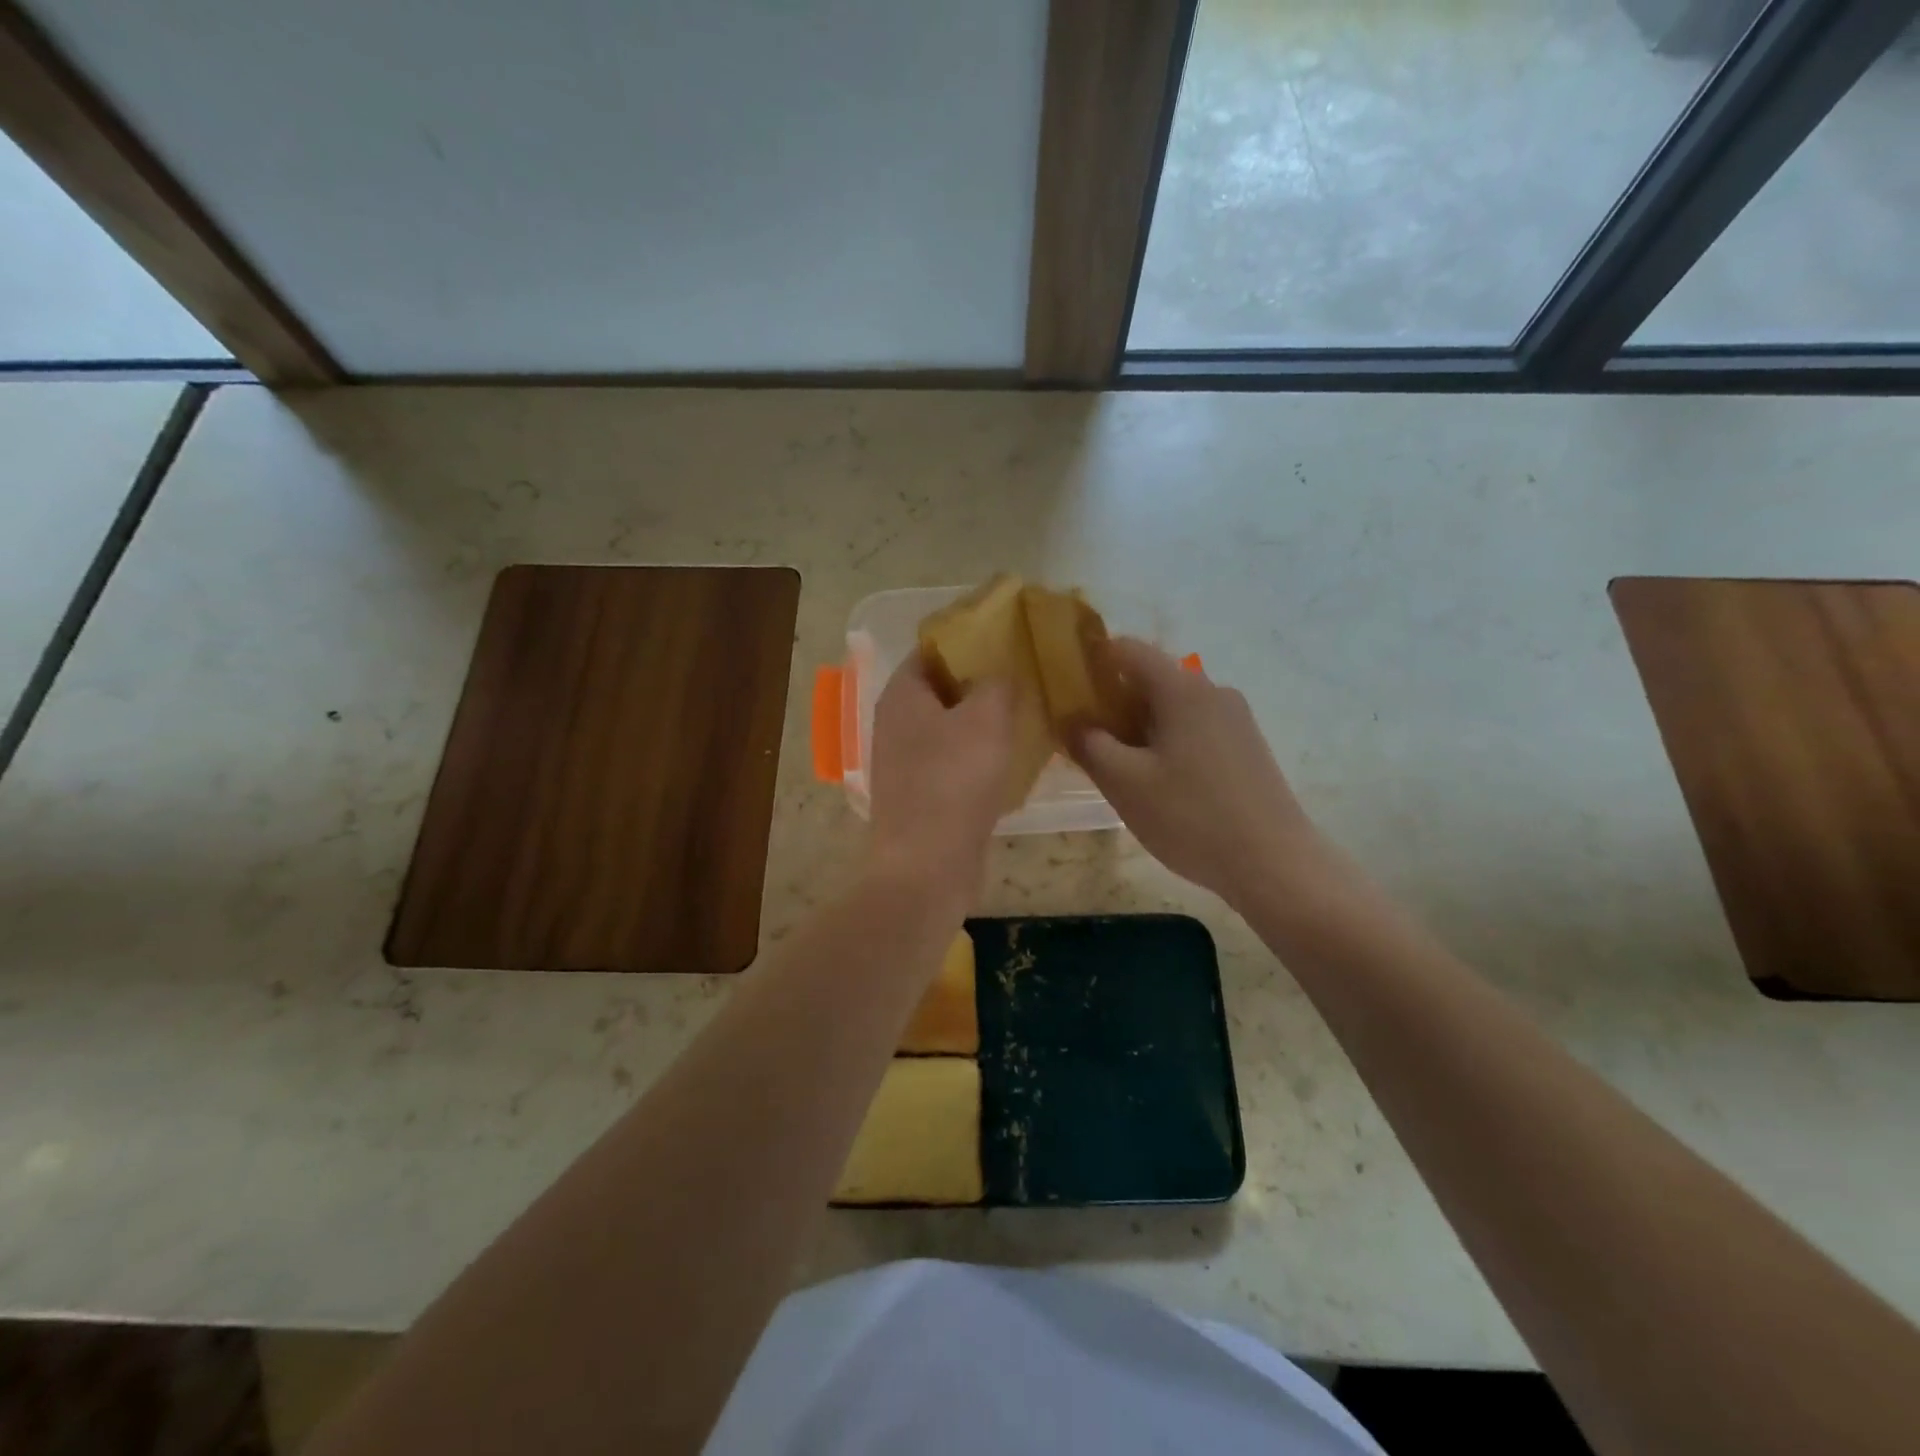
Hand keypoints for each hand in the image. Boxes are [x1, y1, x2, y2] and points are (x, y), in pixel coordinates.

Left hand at [866, 653, 1013, 918]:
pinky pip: (955, 760)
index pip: (934, 648)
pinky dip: (981, 753)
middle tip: (1027, 673)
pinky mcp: (923, 793)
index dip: (971, 637)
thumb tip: (1002, 670)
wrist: (927, 866)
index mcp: (903, 694)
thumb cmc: (954, 781)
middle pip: (944, 687)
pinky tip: (1015, 755)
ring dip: (986, 719)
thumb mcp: (986, 718)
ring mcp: (908, 761)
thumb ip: (997, 682)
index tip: (1011, 635)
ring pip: (952, 725)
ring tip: (1029, 709)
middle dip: (983, 679)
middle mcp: (898, 723)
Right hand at [1072, 639, 1348, 912]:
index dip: (1093, 661)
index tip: (1068, 689)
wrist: (1275, 864)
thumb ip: (1089, 744)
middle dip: (1114, 701)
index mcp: (1182, 689)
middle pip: (1152, 678)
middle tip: (1086, 739)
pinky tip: (1159, 782)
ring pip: (1174, 707)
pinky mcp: (1247, 748)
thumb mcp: (1124, 783)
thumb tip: (1072, 719)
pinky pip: (1196, 729)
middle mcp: (1213, 692)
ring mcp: (1236, 720)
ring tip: (1119, 767)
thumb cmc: (1191, 817)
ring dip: (1140, 726)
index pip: (1129, 650)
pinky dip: (1168, 741)